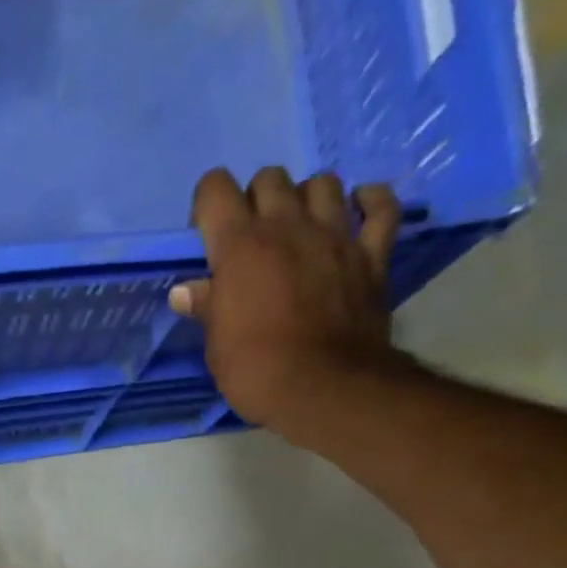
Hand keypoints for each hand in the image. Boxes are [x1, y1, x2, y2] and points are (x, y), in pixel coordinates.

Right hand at [174, 167, 405, 434]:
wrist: (324, 388)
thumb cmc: (257, 371)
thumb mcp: (217, 346)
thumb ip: (206, 308)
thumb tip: (185, 292)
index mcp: (241, 245)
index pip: (215, 189)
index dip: (207, 206)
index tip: (207, 237)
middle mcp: (288, 225)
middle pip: (270, 179)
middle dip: (257, 201)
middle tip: (254, 240)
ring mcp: (335, 234)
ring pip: (322, 183)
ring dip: (307, 198)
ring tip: (302, 228)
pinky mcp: (372, 254)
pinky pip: (381, 208)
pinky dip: (370, 203)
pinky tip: (359, 210)